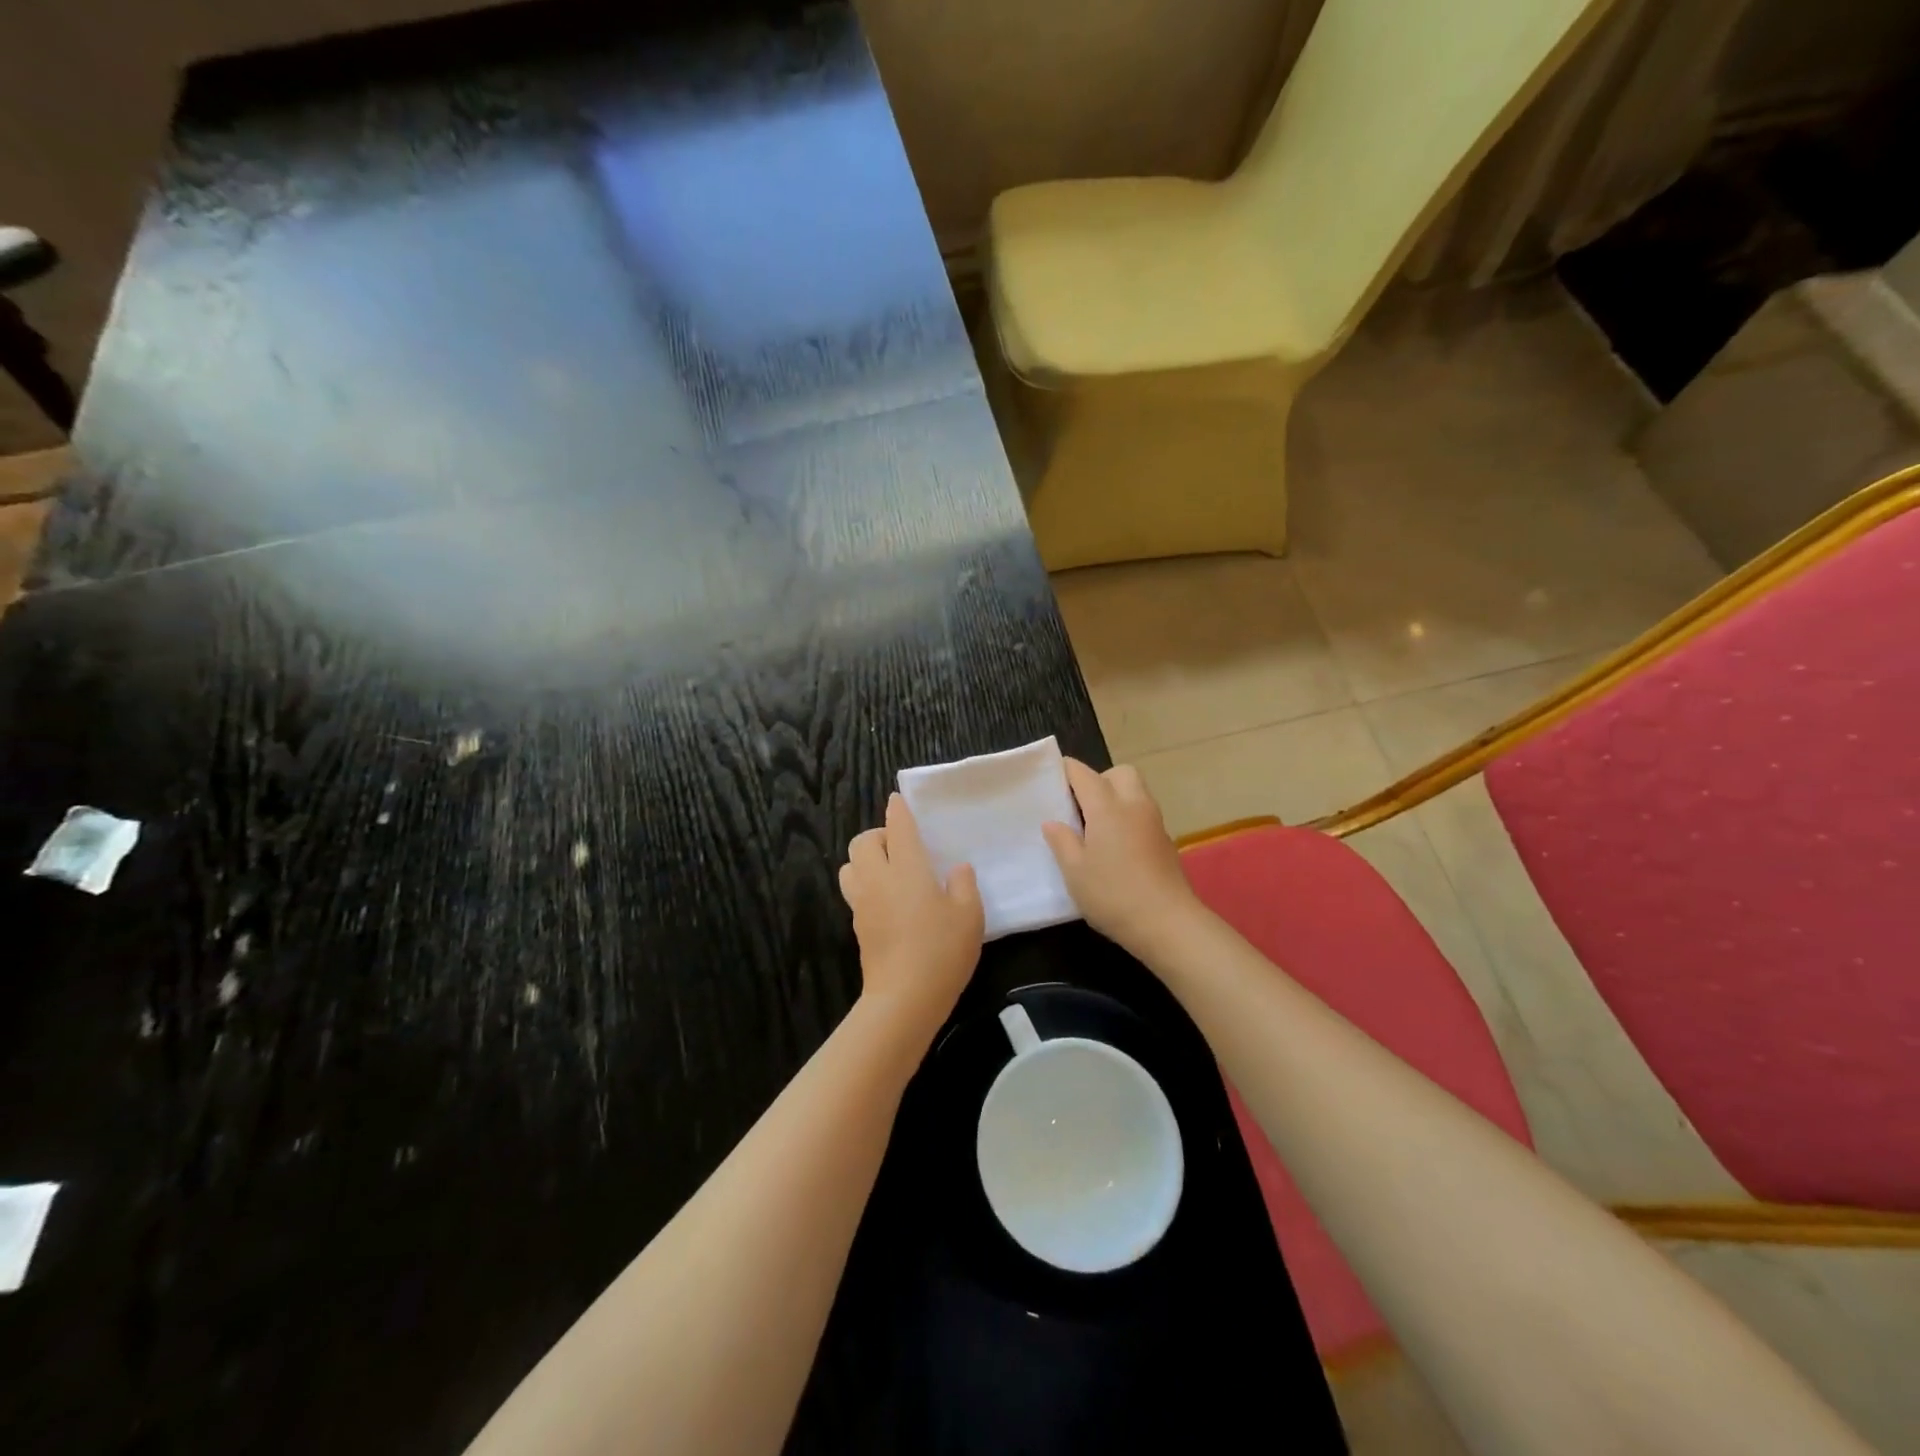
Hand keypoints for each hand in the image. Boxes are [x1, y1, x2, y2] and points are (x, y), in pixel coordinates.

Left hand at [839, 793, 983, 1033]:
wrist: (904, 998)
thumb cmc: (942, 950)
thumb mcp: (970, 915)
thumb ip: (963, 885)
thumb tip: (957, 869)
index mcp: (907, 867)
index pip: (897, 827)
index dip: (897, 810)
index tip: (897, 801)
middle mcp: (879, 878)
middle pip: (862, 842)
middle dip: (877, 836)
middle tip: (901, 847)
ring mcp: (863, 903)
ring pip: (849, 866)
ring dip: (865, 861)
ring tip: (890, 872)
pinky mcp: (858, 925)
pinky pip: (855, 892)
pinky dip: (866, 885)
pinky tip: (889, 901)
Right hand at [1043, 759, 1202, 956]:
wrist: (1168, 923)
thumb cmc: (1113, 894)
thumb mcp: (1074, 872)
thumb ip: (1061, 842)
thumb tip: (1053, 823)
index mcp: (1107, 807)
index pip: (1083, 774)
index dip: (1065, 772)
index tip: (1050, 782)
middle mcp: (1133, 805)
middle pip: (1119, 773)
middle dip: (1098, 779)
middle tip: (1079, 806)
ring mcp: (1154, 822)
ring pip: (1135, 792)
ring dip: (1116, 798)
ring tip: (1095, 827)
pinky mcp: (1165, 841)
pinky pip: (1143, 814)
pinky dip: (1128, 818)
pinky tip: (1115, 847)